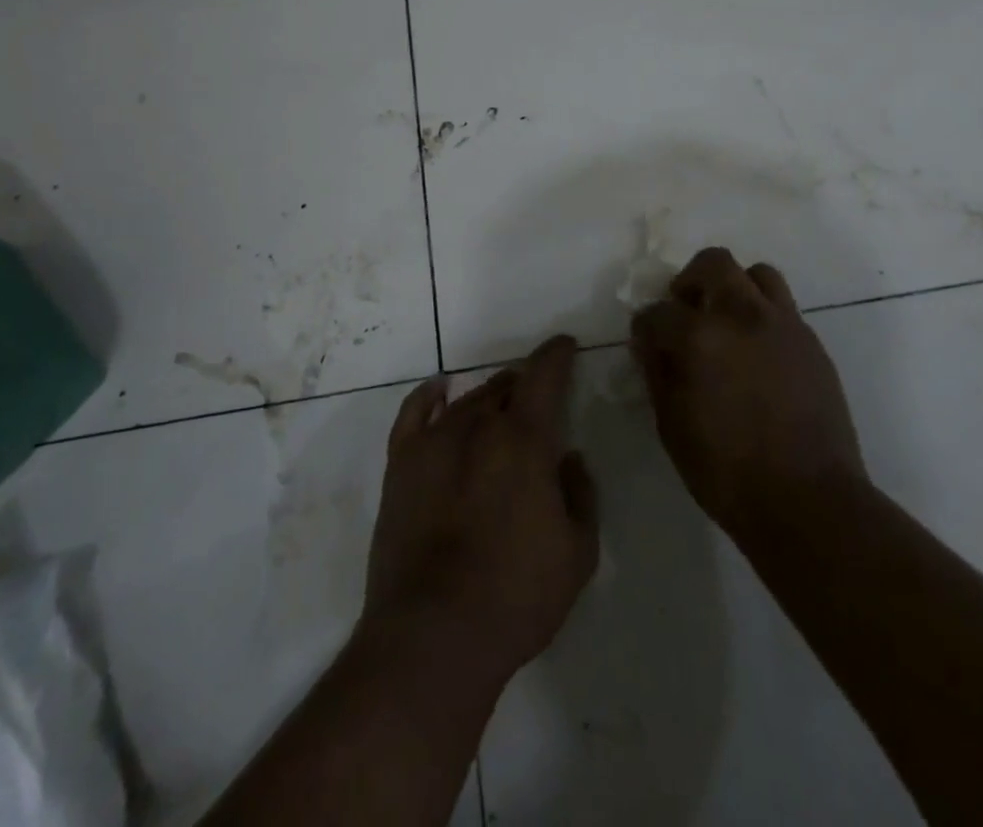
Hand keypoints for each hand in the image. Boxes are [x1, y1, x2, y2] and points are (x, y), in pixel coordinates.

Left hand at [360, 337, 598, 688]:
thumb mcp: (577, 553)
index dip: (557, 355)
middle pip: (504, 387)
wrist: (432, 636)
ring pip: (467, 401)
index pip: (544, 376)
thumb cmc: (516, 597)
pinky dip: (428, 395)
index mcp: (524, 440)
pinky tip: (440, 388)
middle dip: (524, 384)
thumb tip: (569, 457)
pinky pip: (414, 414)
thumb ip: (581, 494)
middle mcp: (478, 426)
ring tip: (499, 401)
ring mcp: (434, 443)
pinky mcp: (401, 466)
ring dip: (488, 396)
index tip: (565, 345)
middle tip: (536, 397)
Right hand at [631, 248, 866, 539]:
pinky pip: (782, 306)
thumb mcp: (672, 428)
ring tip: (727, 323)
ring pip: (756, 273)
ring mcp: (782, 324)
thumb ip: (657, 374)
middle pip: (712, 263)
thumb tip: (650, 344)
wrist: (809, 501)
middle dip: (690, 282)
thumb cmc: (728, 473)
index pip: (658, 312)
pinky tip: (757, 352)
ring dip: (734, 288)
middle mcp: (741, 315)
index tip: (647, 344)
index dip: (646, 328)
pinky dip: (762, 314)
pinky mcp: (811, 340)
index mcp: (700, 337)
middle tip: (686, 314)